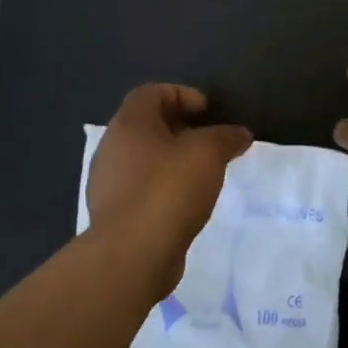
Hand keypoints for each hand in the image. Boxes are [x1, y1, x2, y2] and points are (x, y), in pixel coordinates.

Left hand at [87, 85, 252, 274]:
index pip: (150, 93)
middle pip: (146, 126)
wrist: (132, 255)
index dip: (181, 95)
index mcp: (129, 125)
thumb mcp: (208, 154)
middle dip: (179, 129)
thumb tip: (240, 134)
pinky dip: (163, 188)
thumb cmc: (168, 190)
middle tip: (208, 142)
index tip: (207, 112)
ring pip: (143, 160)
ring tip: (202, 175)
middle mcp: (111, 149)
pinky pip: (141, 190)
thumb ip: (226, 137)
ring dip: (172, 161)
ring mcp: (108, 184)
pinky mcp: (114, 215)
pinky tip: (186, 204)